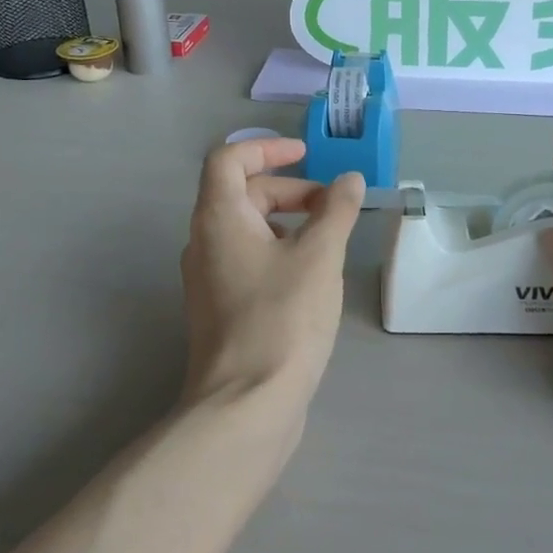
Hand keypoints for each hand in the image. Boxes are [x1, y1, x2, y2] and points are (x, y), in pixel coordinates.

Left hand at [180, 137, 363, 414]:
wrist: (246, 405)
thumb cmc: (282, 318)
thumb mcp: (319, 257)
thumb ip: (336, 211)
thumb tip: (349, 180)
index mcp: (218, 219)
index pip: (228, 159)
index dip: (267, 148)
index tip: (306, 156)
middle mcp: (203, 243)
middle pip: (240, 194)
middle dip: (288, 190)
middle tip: (331, 207)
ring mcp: (208, 280)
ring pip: (245, 231)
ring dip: (285, 222)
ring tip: (328, 240)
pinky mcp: (220, 310)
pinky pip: (247, 262)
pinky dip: (278, 252)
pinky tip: (311, 277)